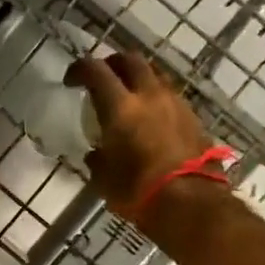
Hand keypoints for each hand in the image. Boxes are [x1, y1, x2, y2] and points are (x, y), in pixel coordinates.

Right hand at [66, 53, 214, 219]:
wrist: (191, 204)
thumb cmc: (138, 192)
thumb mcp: (104, 179)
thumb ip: (98, 158)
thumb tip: (96, 153)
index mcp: (120, 107)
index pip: (95, 70)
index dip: (79, 69)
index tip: (71, 80)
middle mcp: (149, 95)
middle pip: (130, 60)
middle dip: (113, 63)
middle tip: (102, 78)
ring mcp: (175, 103)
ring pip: (155, 75)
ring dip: (138, 79)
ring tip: (129, 96)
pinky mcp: (193, 118)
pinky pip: (170, 97)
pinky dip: (156, 99)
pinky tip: (151, 118)